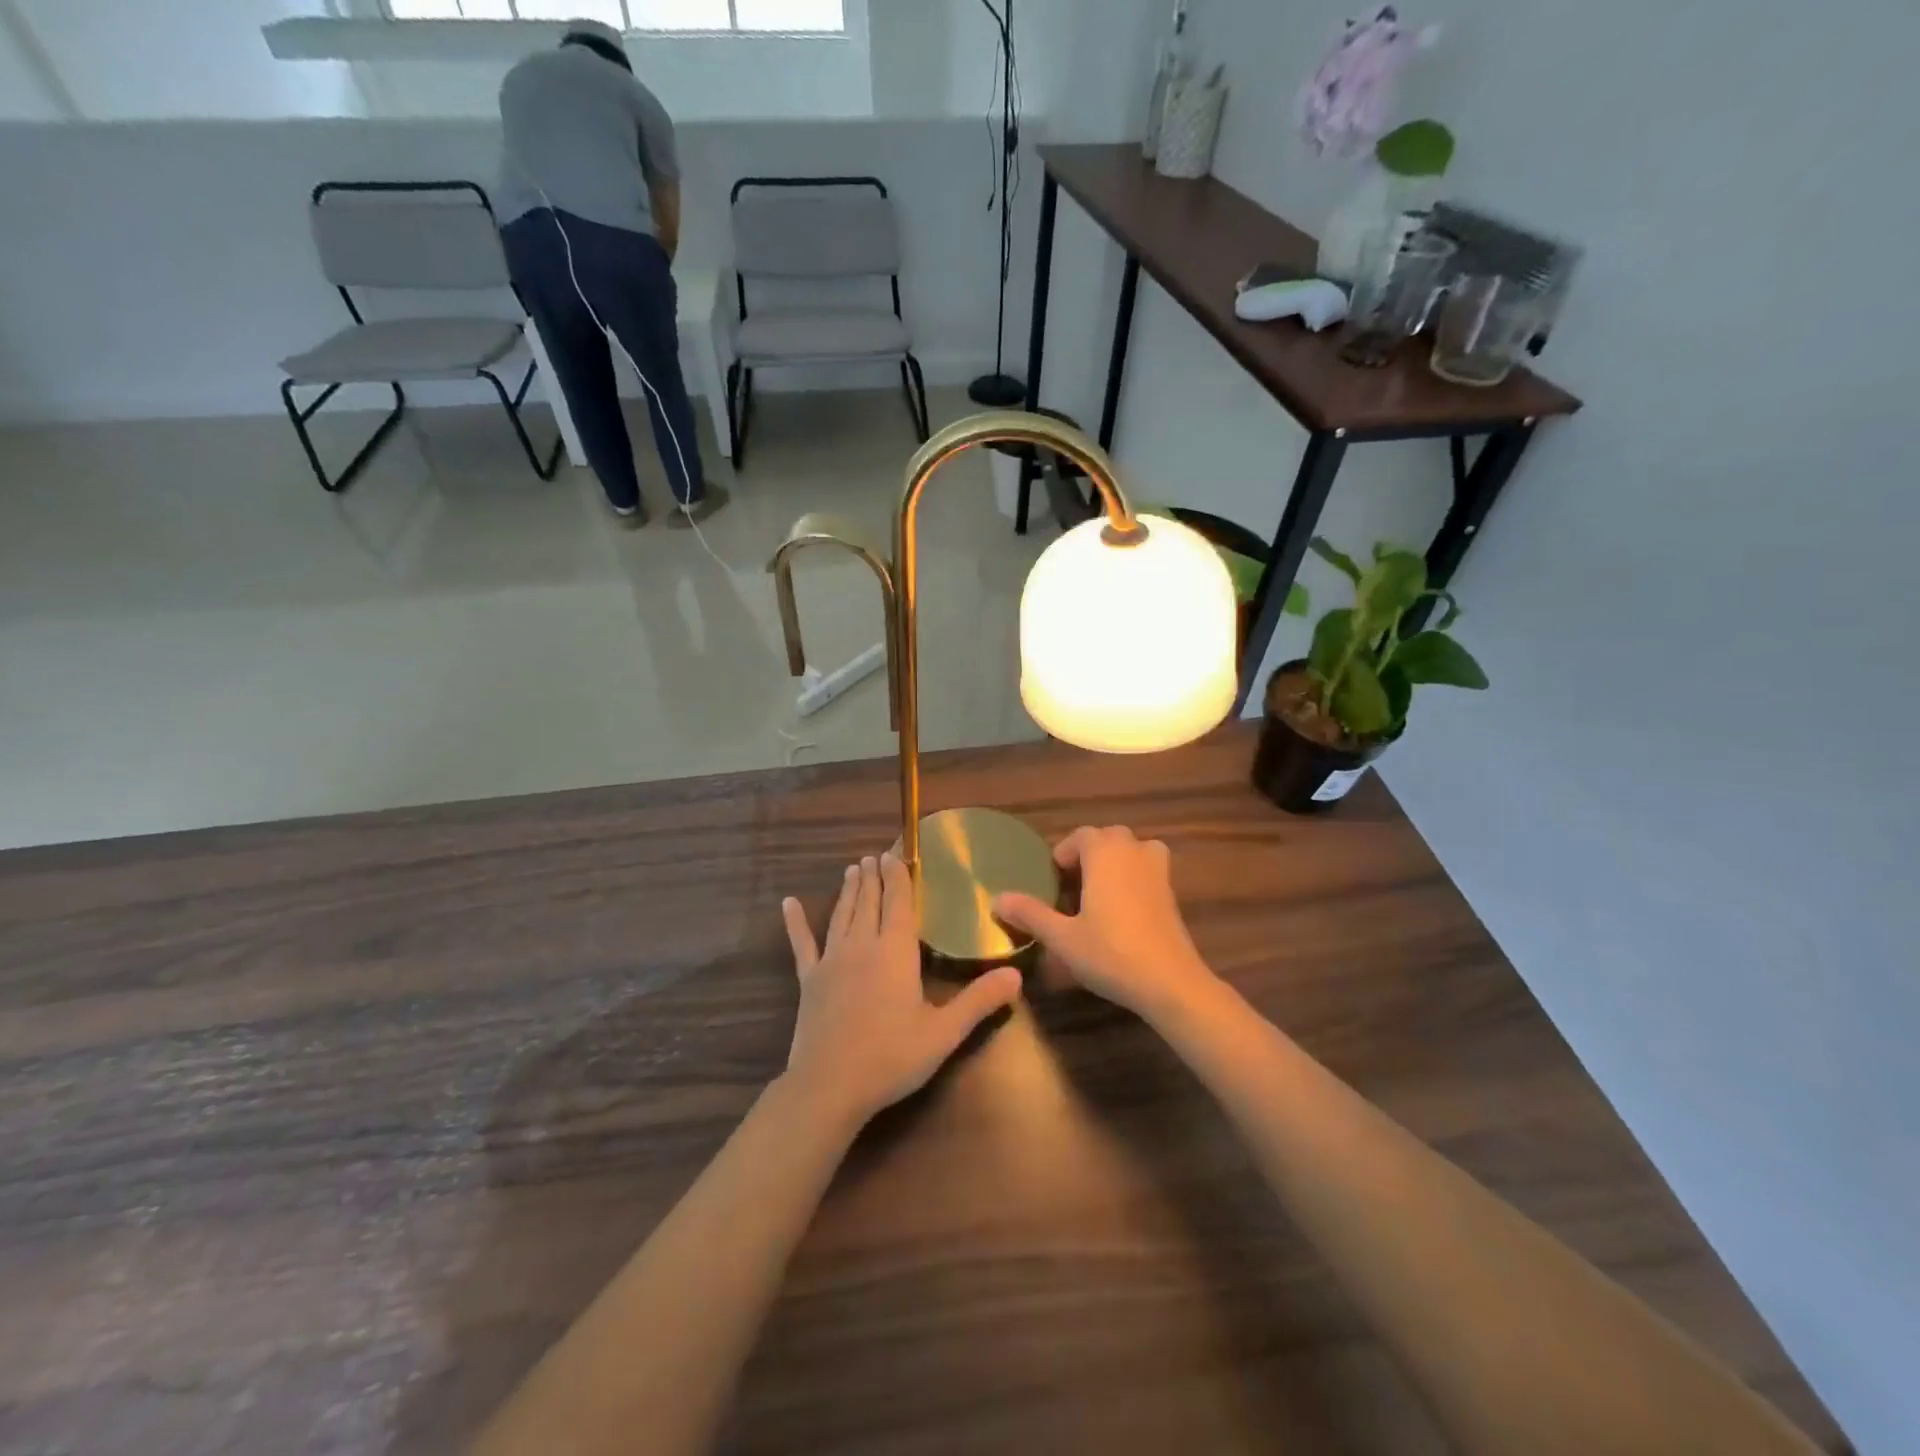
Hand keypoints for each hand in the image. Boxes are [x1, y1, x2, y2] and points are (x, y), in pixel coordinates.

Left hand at [781, 854, 1023, 1128]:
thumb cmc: (891, 1057)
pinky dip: (796, 922)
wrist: (829, 1086)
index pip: (899, 903)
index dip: (899, 876)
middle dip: (873, 876)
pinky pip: (802, 944)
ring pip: (842, 915)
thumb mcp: (944, 1032)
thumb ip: (979, 1001)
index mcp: (895, 951)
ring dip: (849, 890)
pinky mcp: (809, 980)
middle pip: (869, 902)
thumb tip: (1016, 976)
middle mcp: (862, 945)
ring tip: (852, 869)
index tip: (896, 853)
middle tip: (874, 856)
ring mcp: (831, 960)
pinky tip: (788, 903)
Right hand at [994, 826, 1219, 1022]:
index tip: (1053, 873)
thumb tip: (997, 899)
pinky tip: (1123, 908)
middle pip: (1110, 837)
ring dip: (1117, 858)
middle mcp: (1133, 853)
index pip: (1082, 835)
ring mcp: (1158, 872)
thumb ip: (1031, 914)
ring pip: (1135, 849)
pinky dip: (1135, 876)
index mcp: (1104, 855)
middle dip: (1090, 851)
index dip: (1065, 850)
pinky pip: (1150, 869)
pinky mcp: (1172, 895)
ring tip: (1100, 886)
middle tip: (1072, 880)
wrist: (1169, 982)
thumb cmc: (1110, 953)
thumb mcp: (1062, 938)